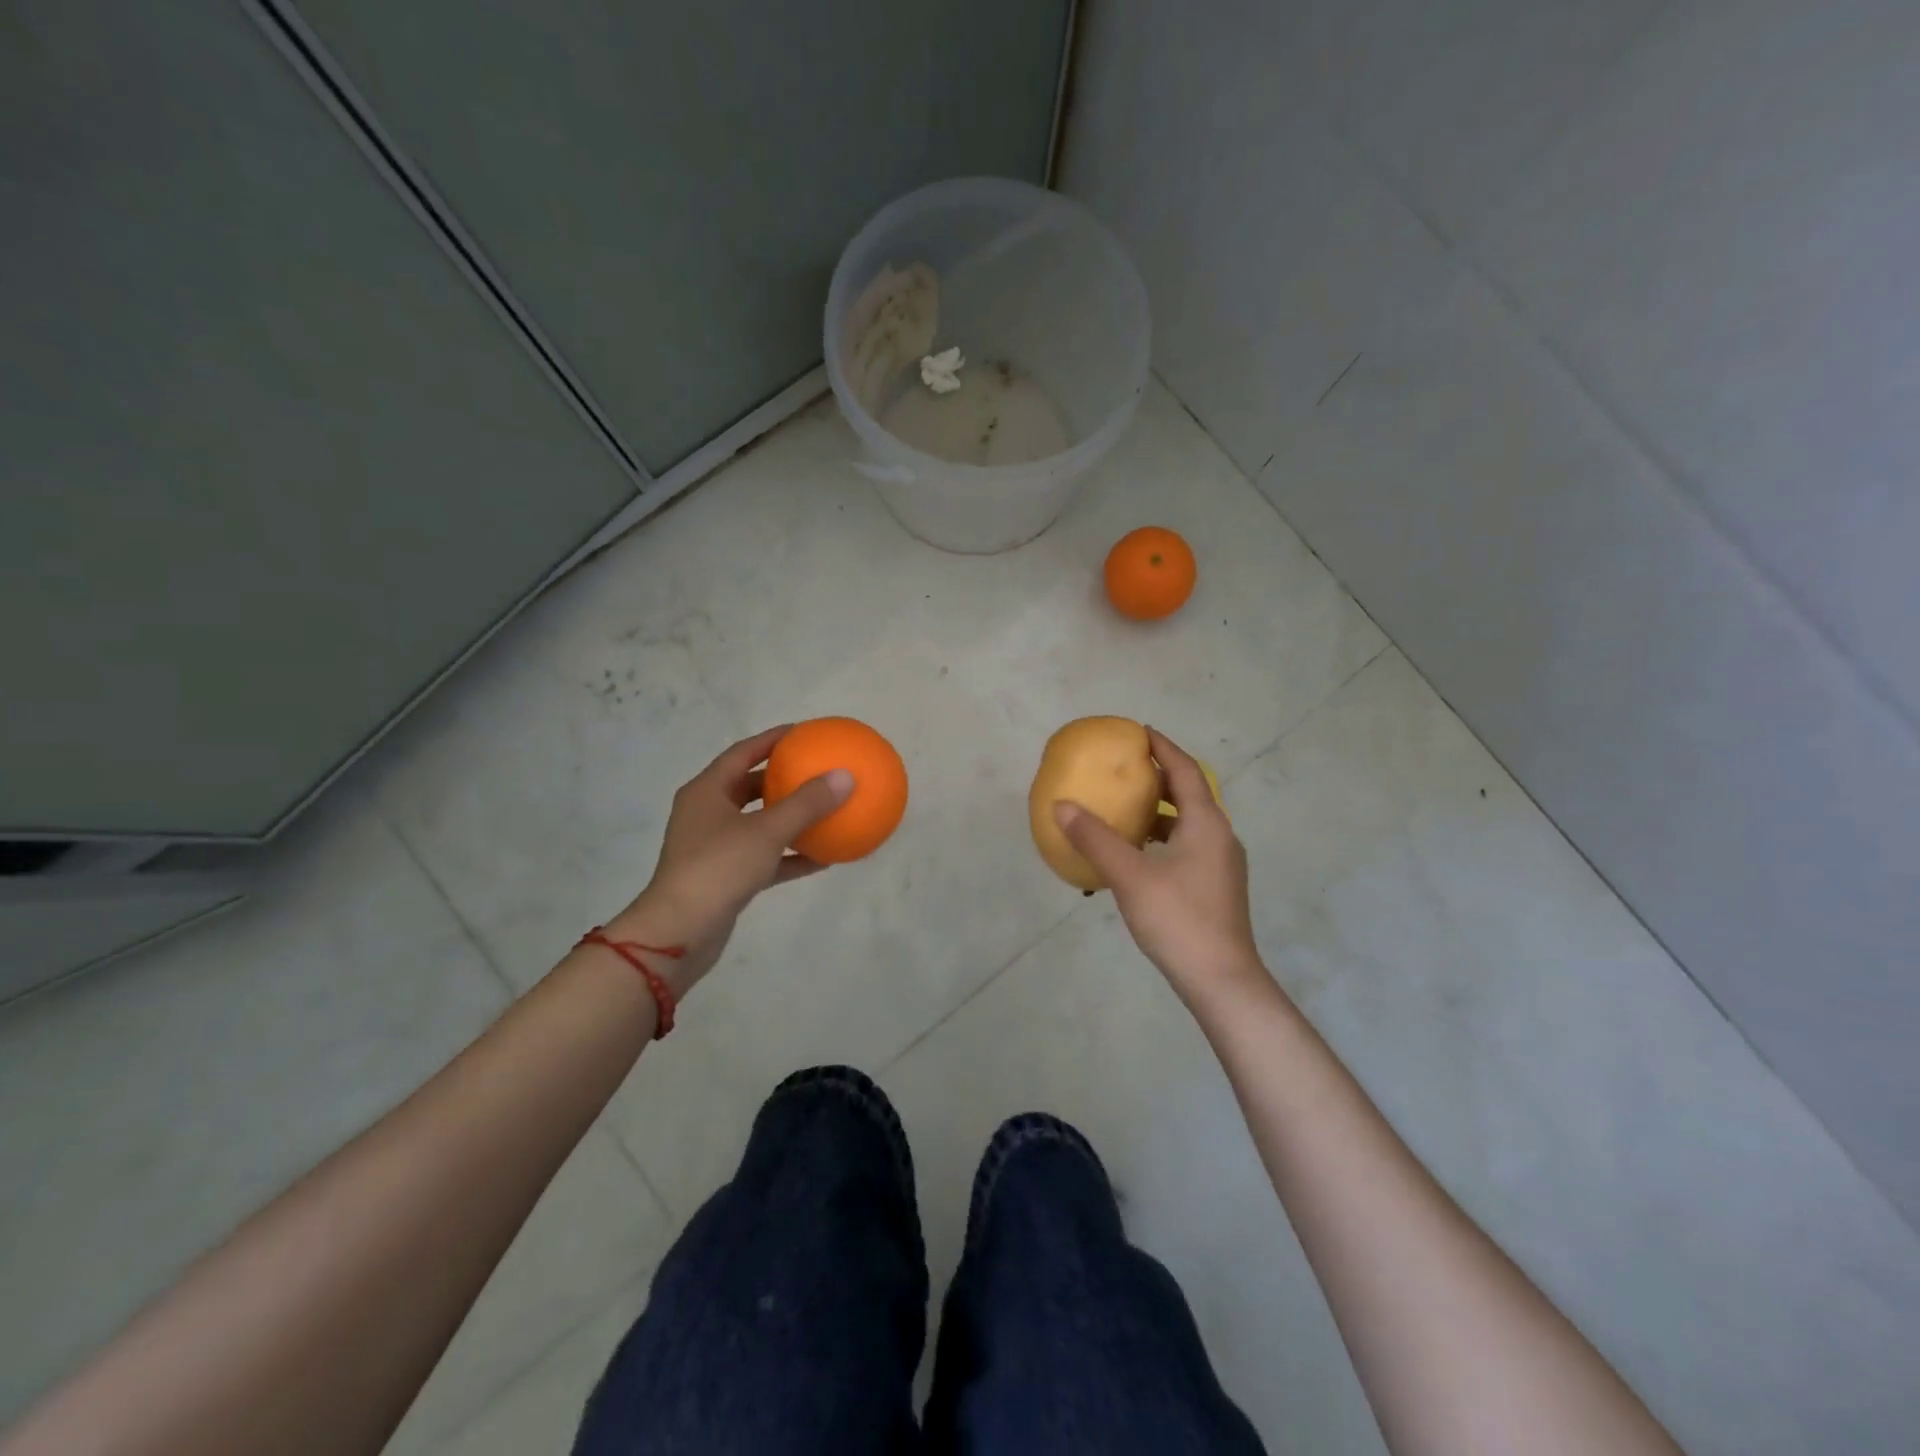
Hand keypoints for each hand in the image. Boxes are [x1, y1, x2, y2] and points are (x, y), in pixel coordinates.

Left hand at [607, 726, 851, 992]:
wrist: (679, 933)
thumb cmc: (717, 868)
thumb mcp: (766, 831)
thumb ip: (807, 803)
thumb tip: (845, 776)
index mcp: (707, 792)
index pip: (742, 753)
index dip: (772, 739)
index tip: (804, 732)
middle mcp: (707, 814)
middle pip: (748, 786)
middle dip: (782, 778)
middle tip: (816, 770)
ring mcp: (715, 847)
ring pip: (758, 823)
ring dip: (789, 818)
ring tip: (825, 810)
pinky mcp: (725, 878)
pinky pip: (764, 857)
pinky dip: (790, 855)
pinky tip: (824, 857)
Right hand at [1053, 727, 1267, 1005]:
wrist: (1221, 981)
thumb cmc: (1178, 919)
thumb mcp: (1130, 876)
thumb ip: (1095, 838)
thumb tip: (1062, 805)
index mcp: (1206, 824)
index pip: (1184, 771)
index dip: (1162, 748)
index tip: (1139, 732)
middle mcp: (1219, 837)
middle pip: (1189, 795)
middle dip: (1158, 778)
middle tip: (1125, 768)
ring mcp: (1221, 865)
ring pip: (1188, 824)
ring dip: (1158, 812)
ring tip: (1124, 809)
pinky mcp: (1215, 888)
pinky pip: (1186, 847)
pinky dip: (1161, 840)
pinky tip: (1136, 857)